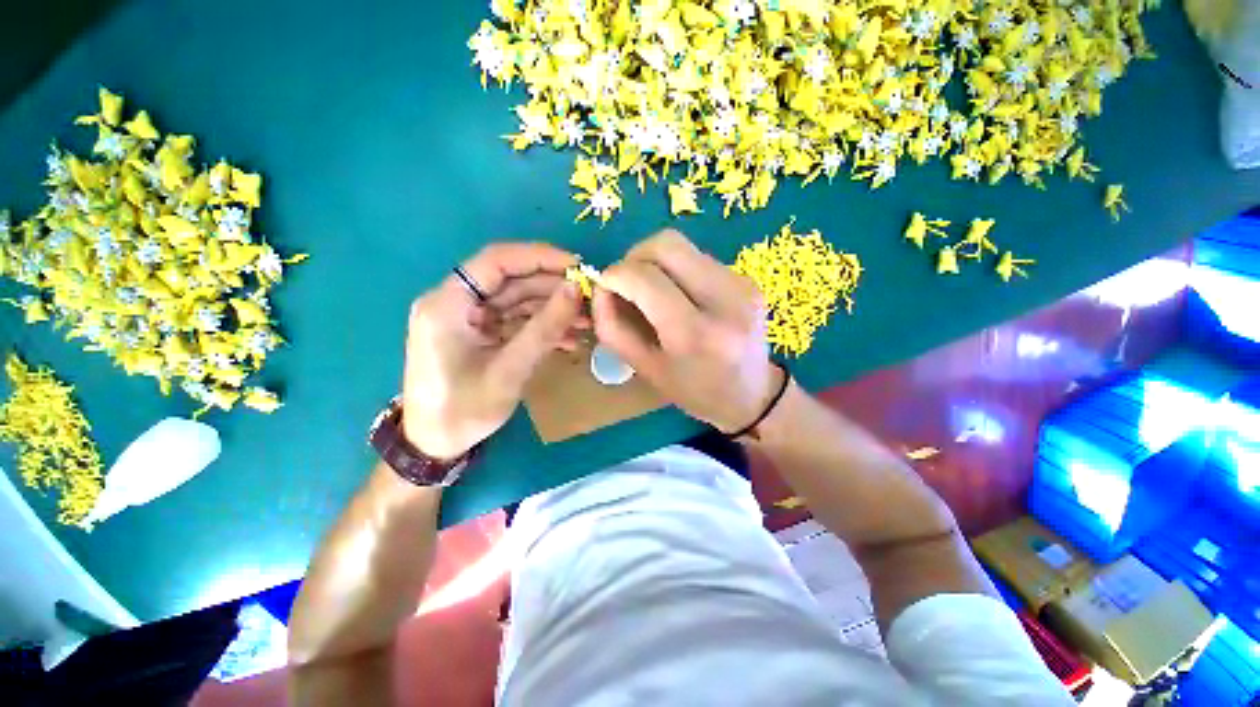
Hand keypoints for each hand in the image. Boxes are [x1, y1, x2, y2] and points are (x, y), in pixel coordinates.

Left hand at [401, 243, 582, 459]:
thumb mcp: (509, 370)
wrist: (435, 445)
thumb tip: (575, 289)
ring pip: (517, 300)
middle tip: (589, 298)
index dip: (539, 257)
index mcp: (448, 303)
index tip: (577, 266)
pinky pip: (515, 320)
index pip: (497, 261)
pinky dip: (542, 327)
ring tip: (587, 321)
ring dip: (552, 309)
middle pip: (511, 281)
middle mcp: (455, 302)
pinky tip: (570, 339)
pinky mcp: (480, 333)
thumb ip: (544, 328)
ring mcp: (468, 318)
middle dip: (553, 288)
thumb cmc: (464, 411)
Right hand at [592, 230, 781, 433]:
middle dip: (635, 256)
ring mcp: (741, 285)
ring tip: (652, 292)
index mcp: (696, 335)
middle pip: (667, 244)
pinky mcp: (747, 279)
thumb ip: (613, 327)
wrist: (753, 395)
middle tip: (627, 283)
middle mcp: (725, 301)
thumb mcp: (645, 369)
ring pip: (683, 247)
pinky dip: (677, 270)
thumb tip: (600, 287)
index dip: (615, 274)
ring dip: (656, 263)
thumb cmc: (694, 392)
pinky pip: (699, 258)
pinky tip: (679, 296)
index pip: (646, 278)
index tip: (604, 285)